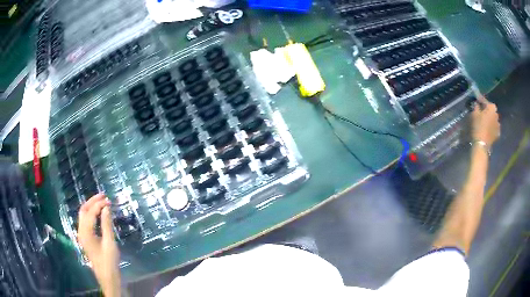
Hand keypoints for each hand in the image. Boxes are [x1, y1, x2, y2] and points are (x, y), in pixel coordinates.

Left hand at [78, 194, 120, 296]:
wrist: (107, 277)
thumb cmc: (109, 261)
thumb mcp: (110, 243)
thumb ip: (107, 225)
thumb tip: (106, 208)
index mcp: (86, 232)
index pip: (91, 212)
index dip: (99, 205)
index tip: (109, 200)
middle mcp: (81, 231)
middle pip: (83, 210)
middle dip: (92, 201)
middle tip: (103, 196)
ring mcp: (82, 235)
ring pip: (83, 215)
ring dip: (91, 207)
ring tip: (101, 202)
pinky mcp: (85, 238)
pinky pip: (85, 221)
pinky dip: (91, 214)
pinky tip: (98, 214)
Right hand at [471, 100, 499, 147]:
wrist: (482, 143)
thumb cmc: (478, 126)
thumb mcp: (474, 114)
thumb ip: (476, 107)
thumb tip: (477, 104)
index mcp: (491, 107)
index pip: (485, 101)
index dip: (480, 100)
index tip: (477, 100)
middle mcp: (496, 114)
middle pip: (491, 110)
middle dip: (487, 110)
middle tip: (481, 112)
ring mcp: (498, 125)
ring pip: (493, 119)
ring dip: (490, 119)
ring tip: (485, 122)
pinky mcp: (498, 134)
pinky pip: (494, 128)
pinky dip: (492, 127)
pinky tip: (488, 129)